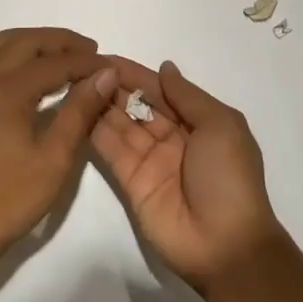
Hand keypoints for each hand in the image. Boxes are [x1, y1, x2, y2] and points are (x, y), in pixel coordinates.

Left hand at [0, 28, 117, 265]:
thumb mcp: (55, 157)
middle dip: (60, 41)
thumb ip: (80, 110)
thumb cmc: (10, 198)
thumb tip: (104, 73)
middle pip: (25, 41)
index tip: (110, 66)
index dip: (86, 62)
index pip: (55, 63)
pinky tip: (25, 70)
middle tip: (90, 52)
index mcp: (6, 90)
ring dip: (31, 41)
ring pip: (0, 43)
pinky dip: (9, 52)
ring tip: (60, 55)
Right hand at [90, 59, 283, 290]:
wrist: (225, 245)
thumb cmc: (229, 178)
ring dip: (100, 104)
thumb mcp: (221, 126)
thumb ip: (189, 96)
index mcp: (198, 123)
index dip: (135, 73)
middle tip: (81, 67)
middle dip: (113, 86)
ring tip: (73, 82)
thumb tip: (165, 68)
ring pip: (120, 124)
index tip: (104, 56)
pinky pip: (111, 151)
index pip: (160, 90)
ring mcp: (150, 161)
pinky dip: (94, 131)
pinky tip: (75, 110)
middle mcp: (172, 138)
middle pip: (137, 105)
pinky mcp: (130, 183)